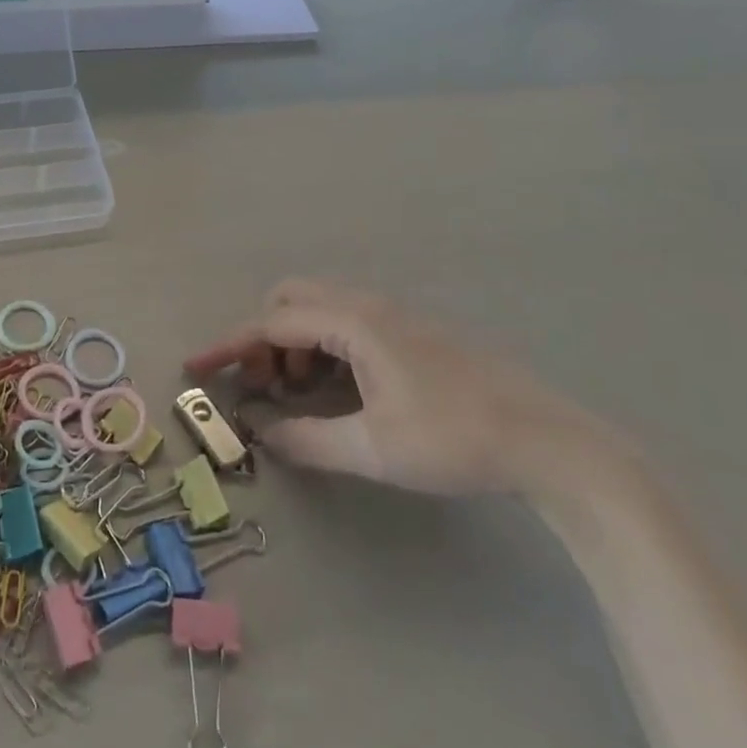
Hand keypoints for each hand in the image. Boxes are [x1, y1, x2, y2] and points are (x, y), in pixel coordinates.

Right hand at [185, 279, 613, 496]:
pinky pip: (348, 324)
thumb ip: (307, 440)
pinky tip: (340, 389)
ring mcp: (396, 317)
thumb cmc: (454, 439)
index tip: (196, 366)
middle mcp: (370, 306)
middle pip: (293, 298)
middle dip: (265, 336)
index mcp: (355, 323)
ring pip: (322, 309)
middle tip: (265, 383)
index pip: (272, 323)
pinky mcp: (414, 334)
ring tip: (300, 393)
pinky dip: (324, 346)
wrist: (549, 443)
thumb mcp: (373, 449)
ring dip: (296, 342)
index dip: (230, 346)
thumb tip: (261, 434)